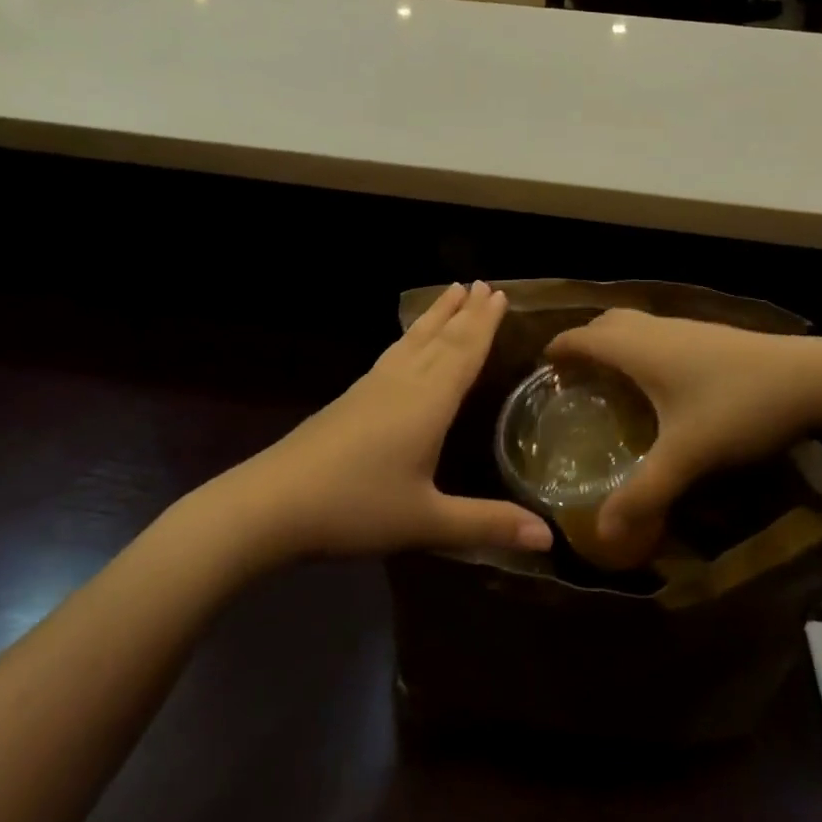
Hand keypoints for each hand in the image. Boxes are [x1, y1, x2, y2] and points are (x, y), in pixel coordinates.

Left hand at [234, 283, 552, 560]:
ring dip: (436, 315)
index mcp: (429, 402)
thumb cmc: (357, 508)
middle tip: (485, 283)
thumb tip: (549, 538)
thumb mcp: (427, 521)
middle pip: (441, 338)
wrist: (273, 503)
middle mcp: (404, 383)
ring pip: (413, 341)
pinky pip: (393, 353)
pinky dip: (410, 336)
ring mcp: (373, 387)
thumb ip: (486, 524)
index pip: (464, 352)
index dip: (484, 324)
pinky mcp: (350, 398)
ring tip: (452, 292)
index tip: (500, 293)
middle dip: (465, 311)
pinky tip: (406, 343)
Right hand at [545, 311, 821, 566]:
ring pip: (635, 326)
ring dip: (614, 345)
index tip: (539, 372)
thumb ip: (644, 493)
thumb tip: (601, 533)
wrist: (814, 377)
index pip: (580, 337)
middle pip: (605, 324)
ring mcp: (686, 327)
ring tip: (609, 382)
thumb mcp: (688, 455)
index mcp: (638, 347)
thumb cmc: (739, 406)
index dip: (556, 350)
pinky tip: (660, 384)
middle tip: (572, 382)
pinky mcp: (710, 335)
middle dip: (583, 344)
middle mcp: (655, 329)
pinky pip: (658, 334)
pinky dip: (642, 349)